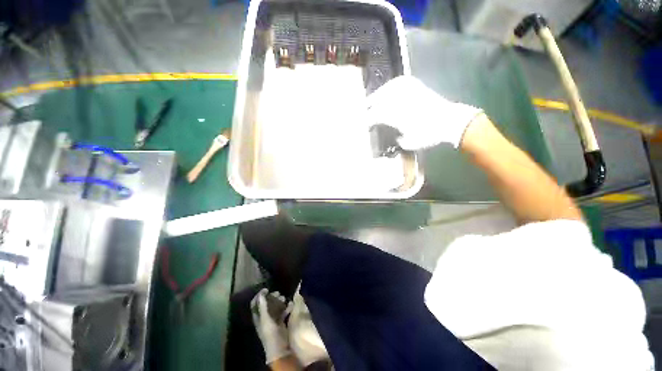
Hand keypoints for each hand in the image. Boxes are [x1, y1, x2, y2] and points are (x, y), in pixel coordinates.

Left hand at [251, 289, 292, 363]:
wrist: (280, 348)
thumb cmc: (270, 334)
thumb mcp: (266, 320)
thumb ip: (263, 307)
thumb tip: (261, 294)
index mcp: (258, 317)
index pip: (255, 303)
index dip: (259, 295)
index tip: (267, 289)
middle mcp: (264, 317)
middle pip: (266, 304)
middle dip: (272, 297)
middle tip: (278, 293)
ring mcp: (272, 320)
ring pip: (275, 307)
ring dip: (279, 301)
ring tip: (285, 298)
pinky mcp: (280, 322)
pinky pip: (282, 312)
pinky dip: (286, 308)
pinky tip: (290, 305)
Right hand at [366, 76, 482, 149]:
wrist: (449, 120)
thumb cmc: (429, 134)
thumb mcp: (410, 143)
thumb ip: (399, 140)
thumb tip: (396, 136)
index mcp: (395, 115)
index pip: (375, 116)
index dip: (367, 120)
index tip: (364, 124)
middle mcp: (399, 101)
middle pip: (378, 101)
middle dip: (369, 106)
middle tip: (363, 111)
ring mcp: (408, 92)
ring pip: (386, 89)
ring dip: (377, 95)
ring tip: (373, 99)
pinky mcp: (417, 86)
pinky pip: (400, 82)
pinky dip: (392, 85)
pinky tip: (389, 87)